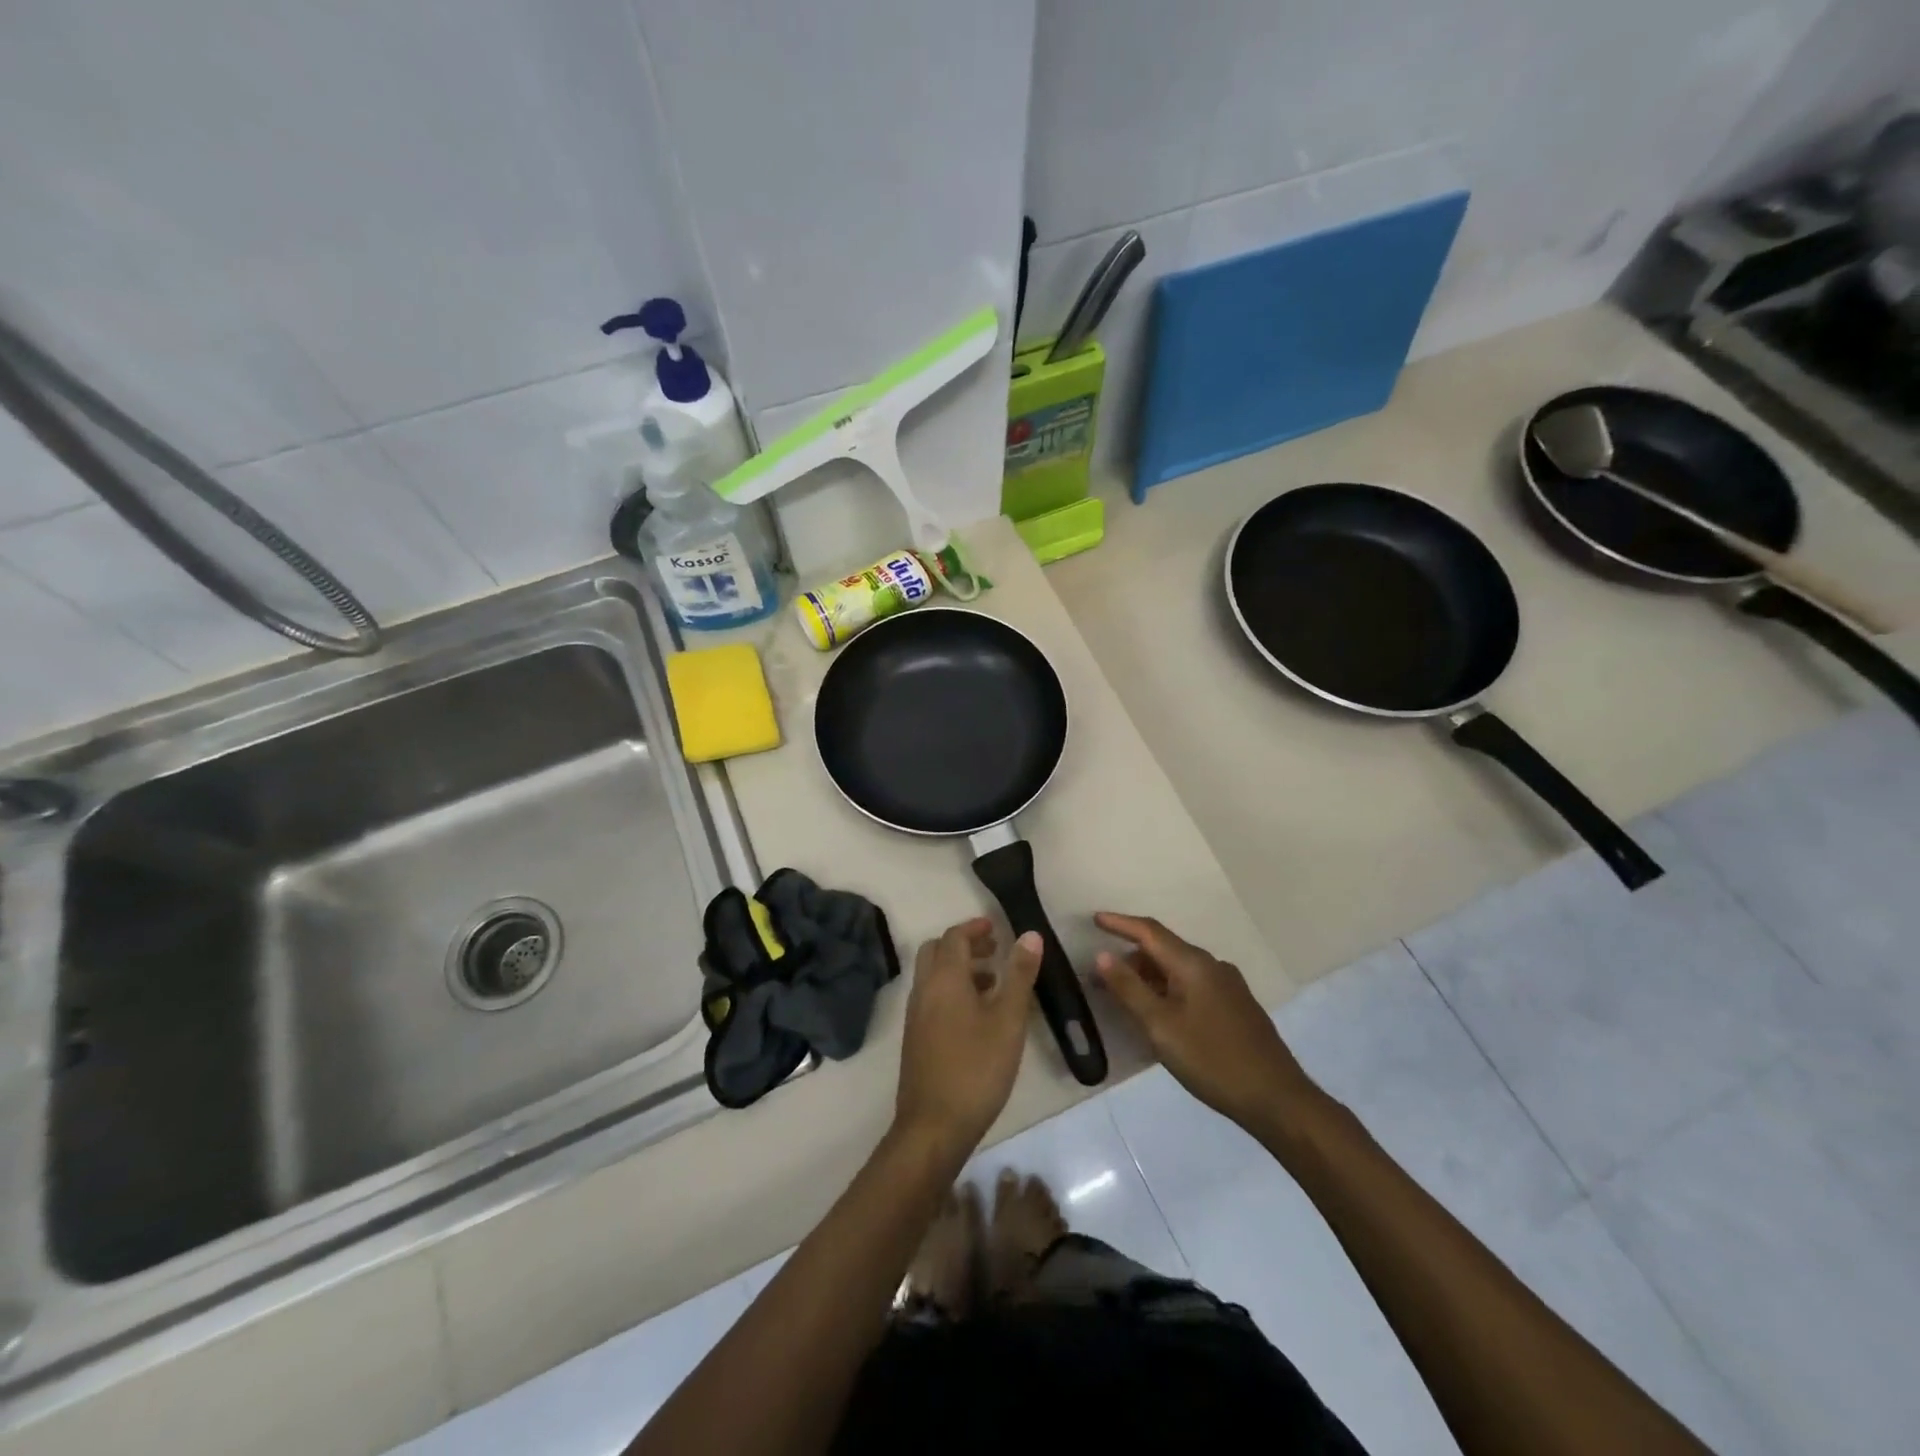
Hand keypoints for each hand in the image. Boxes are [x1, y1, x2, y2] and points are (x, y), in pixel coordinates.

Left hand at [894, 918, 1041, 1161]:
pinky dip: (952, 990)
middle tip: (994, 950)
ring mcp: (916, 1015)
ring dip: (959, 968)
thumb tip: (1030, 935)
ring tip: (994, 982)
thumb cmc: (976, 1068)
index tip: (998, 928)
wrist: (934, 1126)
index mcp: (944, 979)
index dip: (975, 927)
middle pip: (937, 951)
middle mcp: (924, 990)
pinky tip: (977, 1016)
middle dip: (964, 944)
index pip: (954, 937)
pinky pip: (932, 997)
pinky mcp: (916, 1037)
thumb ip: (1019, 975)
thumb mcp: (1008, 1020)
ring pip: (933, 975)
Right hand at [1093, 912, 1319, 1130]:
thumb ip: (1129, 989)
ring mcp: (1228, 986)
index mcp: (1194, 964)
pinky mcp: (1236, 1007)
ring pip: (1179, 969)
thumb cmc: (1212, 1060)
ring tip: (1125, 997)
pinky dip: (1168, 989)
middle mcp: (1213, 966)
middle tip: (1100, 976)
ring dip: (1149, 976)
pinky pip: (1193, 985)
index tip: (1094, 919)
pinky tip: (1160, 1013)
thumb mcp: (1161, 1026)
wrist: (1277, 1099)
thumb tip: (1103, 955)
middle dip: (1130, 957)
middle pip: (1164, 949)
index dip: (1120, 923)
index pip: (1149, 931)